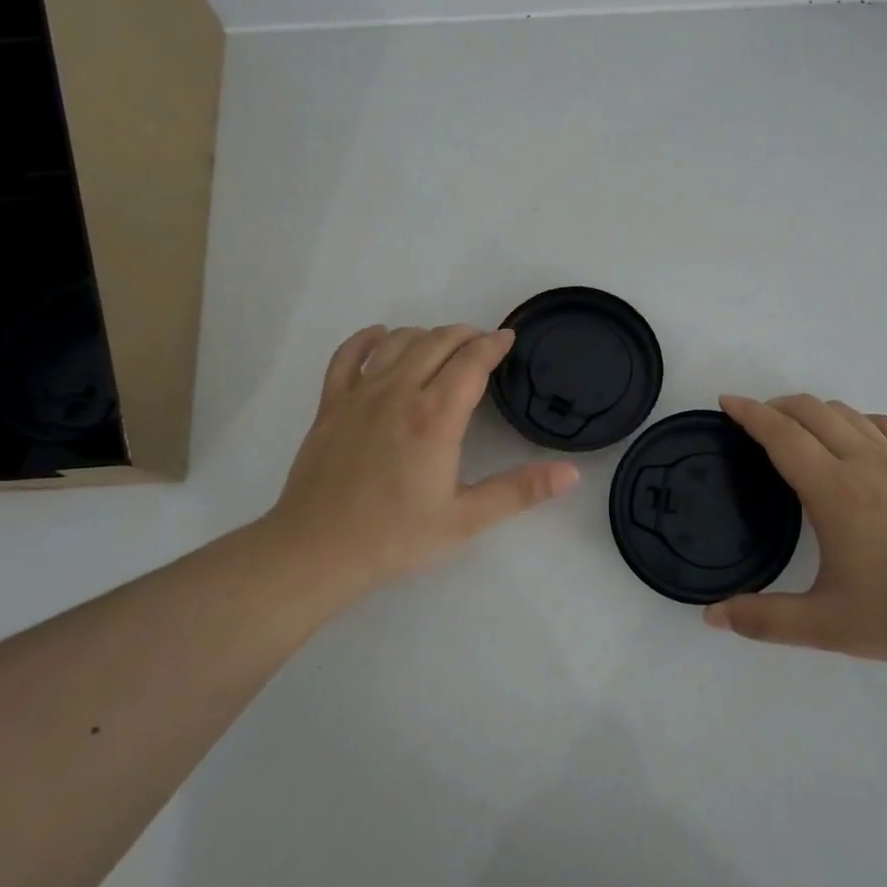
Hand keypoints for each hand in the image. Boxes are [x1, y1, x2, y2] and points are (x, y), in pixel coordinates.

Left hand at [255, 324, 579, 594]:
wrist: (316, 552)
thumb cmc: (396, 537)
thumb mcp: (466, 519)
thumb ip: (519, 491)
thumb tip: (570, 473)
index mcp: (436, 417)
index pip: (471, 362)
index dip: (493, 345)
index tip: (508, 338)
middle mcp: (399, 393)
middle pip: (437, 343)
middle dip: (465, 335)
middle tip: (482, 343)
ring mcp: (360, 395)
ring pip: (398, 343)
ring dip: (426, 335)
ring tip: (442, 344)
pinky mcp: (330, 405)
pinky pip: (347, 357)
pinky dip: (366, 340)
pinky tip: (380, 337)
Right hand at [704, 394, 886, 671]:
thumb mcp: (826, 626)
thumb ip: (764, 620)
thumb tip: (711, 616)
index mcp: (834, 490)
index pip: (782, 435)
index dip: (749, 413)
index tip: (726, 402)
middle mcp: (864, 463)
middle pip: (812, 411)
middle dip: (776, 406)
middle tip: (753, 423)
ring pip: (848, 413)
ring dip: (813, 411)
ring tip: (796, 430)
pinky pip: (885, 426)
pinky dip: (857, 420)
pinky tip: (855, 439)